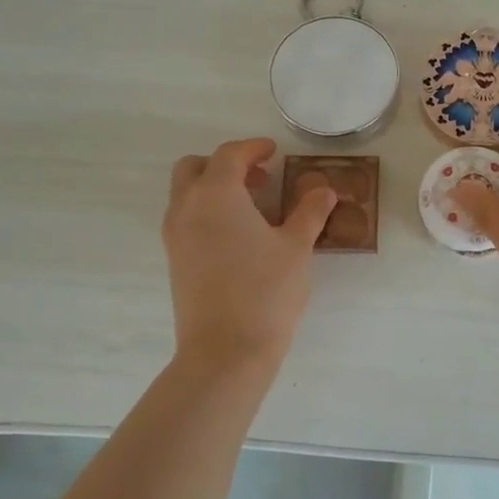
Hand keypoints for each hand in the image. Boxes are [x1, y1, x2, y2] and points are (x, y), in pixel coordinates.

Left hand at [163, 138, 335, 364]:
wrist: (226, 349)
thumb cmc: (266, 291)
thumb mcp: (296, 248)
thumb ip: (309, 213)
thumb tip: (324, 191)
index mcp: (216, 194)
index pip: (230, 155)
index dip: (253, 148)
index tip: (273, 152)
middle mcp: (187, 208)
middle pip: (195, 168)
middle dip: (225, 164)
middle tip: (259, 178)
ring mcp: (175, 235)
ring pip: (186, 194)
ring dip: (214, 188)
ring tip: (252, 208)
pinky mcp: (174, 260)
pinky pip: (186, 219)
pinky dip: (207, 212)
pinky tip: (238, 236)